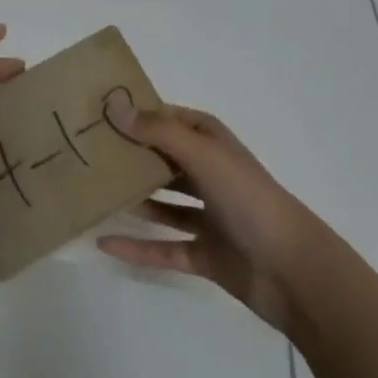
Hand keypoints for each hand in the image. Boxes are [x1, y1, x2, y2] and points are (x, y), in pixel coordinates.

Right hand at [97, 98, 326, 333]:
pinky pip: (162, 247)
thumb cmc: (249, 199)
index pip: (167, 119)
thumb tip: (114, 106)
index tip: (96, 113)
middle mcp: (208, 174)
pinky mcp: (204, 253)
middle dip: (128, 156)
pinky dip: (136, 246)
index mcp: (211, 144)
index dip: (136, 114)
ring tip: (90, 193)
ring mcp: (207, 215)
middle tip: (83, 153)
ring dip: (132, 198)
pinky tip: (103, 243)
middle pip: (161, 160)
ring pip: (161, 203)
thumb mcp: (204, 156)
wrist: (294, 271)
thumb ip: (158, 132)